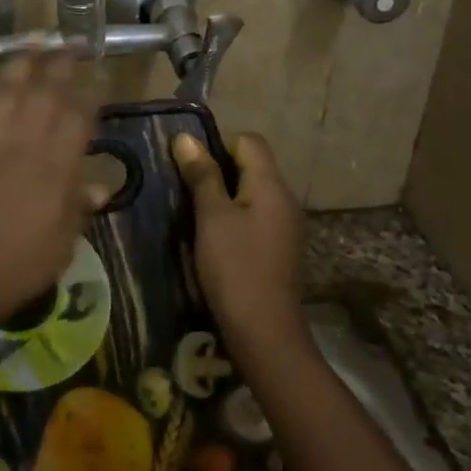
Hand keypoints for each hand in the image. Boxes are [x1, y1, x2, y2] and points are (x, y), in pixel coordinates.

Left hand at [0, 52, 97, 338]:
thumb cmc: (7, 270)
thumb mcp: (58, 249)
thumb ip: (76, 210)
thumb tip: (96, 186)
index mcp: (54, 168)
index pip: (79, 116)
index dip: (92, 91)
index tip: (100, 72)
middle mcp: (21, 141)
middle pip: (45, 90)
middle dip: (62, 62)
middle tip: (72, 42)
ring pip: (6, 86)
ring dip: (22, 59)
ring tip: (35, 39)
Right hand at [173, 131, 306, 345]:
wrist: (265, 332)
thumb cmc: (235, 268)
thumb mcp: (212, 217)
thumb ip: (201, 175)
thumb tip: (185, 138)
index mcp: (271, 185)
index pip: (248, 140)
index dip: (218, 144)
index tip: (191, 167)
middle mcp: (285, 198)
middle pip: (252, 165)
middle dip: (218, 170)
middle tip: (185, 189)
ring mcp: (286, 225)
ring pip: (252, 192)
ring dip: (224, 196)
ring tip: (195, 214)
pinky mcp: (280, 247)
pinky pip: (256, 216)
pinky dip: (234, 217)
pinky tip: (214, 239)